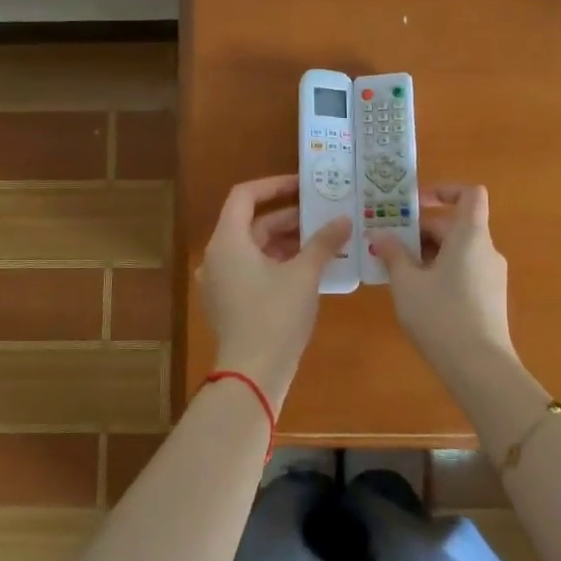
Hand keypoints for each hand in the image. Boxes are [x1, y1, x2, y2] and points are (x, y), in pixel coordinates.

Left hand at [195, 175, 351, 409]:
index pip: (244, 196)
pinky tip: (307, 270)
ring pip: (253, 248)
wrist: (252, 374)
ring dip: (286, 242)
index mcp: (228, 241)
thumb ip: (323, 242)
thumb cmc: (276, 315)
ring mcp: (219, 282)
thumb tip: (344, 220)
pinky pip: (251, 270)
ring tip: (322, 241)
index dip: (274, 185)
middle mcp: (217, 256)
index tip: (302, 185)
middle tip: (323, 215)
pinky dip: (276, 263)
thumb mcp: (304, 274)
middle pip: (251, 224)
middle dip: (288, 218)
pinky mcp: (227, 303)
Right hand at [371, 184, 513, 370]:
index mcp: (470, 236)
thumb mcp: (407, 283)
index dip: (444, 190)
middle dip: (420, 230)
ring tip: (395, 269)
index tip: (415, 203)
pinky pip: (463, 271)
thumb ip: (393, 254)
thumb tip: (379, 234)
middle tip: (386, 243)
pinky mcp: (490, 299)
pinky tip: (416, 294)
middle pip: (455, 225)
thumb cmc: (441, 316)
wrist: (480, 369)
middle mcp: (486, 250)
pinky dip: (440, 271)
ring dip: (427, 252)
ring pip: (457, 250)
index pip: (469, 194)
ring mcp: (492, 276)